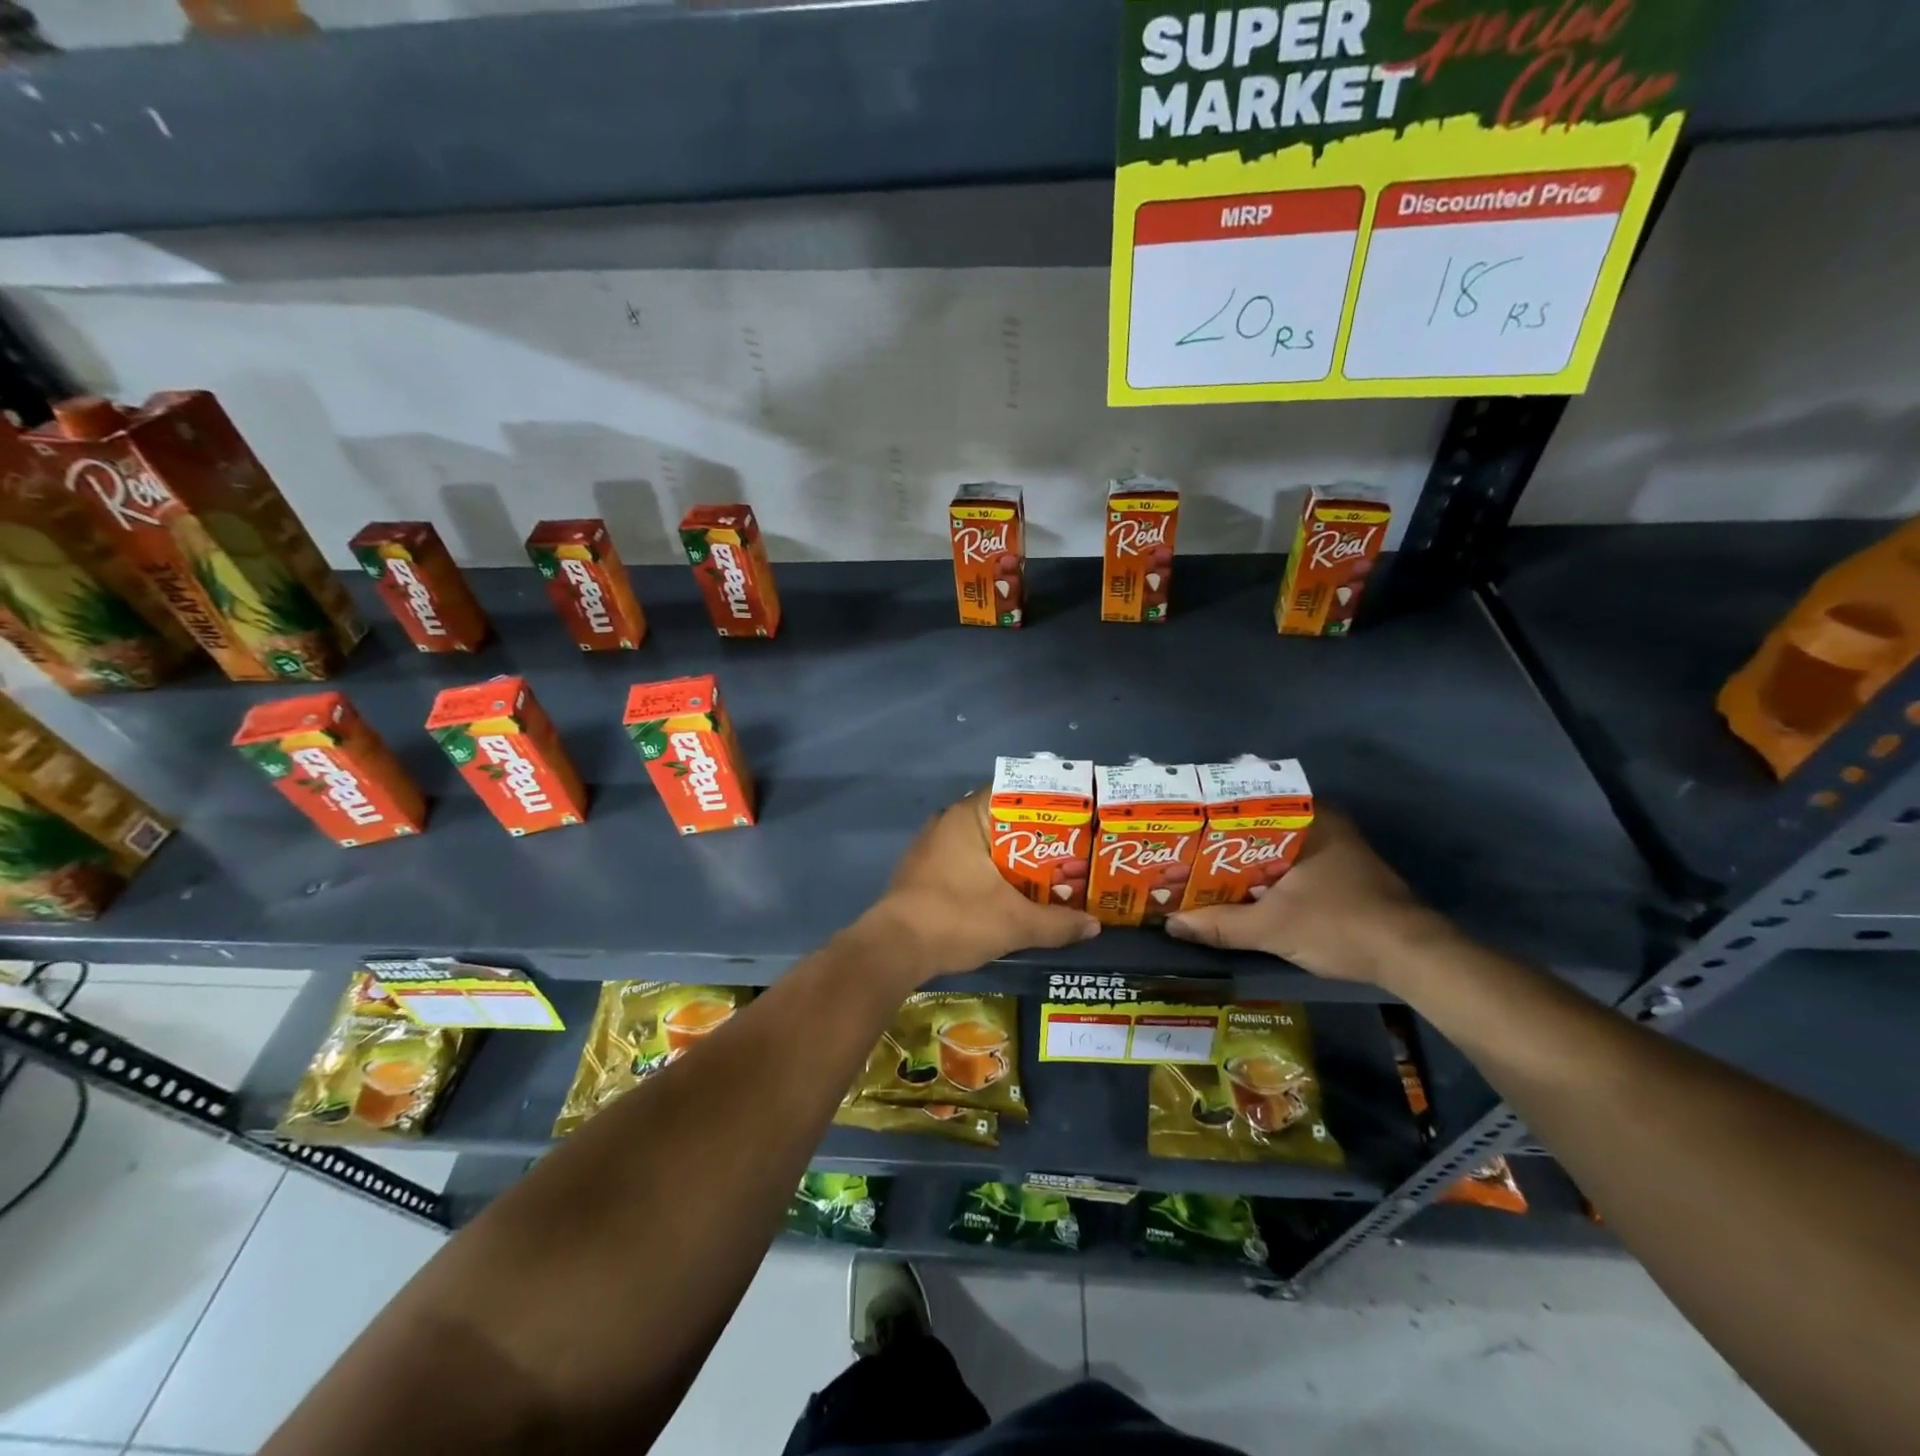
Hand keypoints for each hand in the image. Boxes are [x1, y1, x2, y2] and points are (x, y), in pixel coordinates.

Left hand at [852, 792, 1099, 984]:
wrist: (894, 950)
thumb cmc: (956, 919)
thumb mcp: (1015, 924)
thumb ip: (1057, 923)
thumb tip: (1094, 926)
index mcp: (967, 816)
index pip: (1014, 793)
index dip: (1047, 806)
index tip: (1075, 821)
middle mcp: (947, 822)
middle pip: (1001, 821)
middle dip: (1036, 838)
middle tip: (1071, 853)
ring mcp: (931, 847)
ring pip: (983, 844)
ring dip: (1012, 859)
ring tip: (1049, 874)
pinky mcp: (924, 871)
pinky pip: (966, 861)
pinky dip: (990, 872)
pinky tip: (1011, 892)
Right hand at [1165, 808, 1448, 985]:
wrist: (1412, 959)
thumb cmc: (1341, 926)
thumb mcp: (1273, 927)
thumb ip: (1220, 924)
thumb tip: (1171, 924)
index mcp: (1310, 818)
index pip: (1248, 804)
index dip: (1210, 818)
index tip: (1180, 829)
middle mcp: (1323, 825)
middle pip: (1257, 829)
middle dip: (1222, 845)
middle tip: (1183, 854)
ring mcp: (1334, 850)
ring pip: (1273, 850)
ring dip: (1242, 864)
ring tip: (1200, 872)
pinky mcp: (1341, 876)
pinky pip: (1289, 866)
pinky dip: (1264, 877)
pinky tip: (1239, 892)